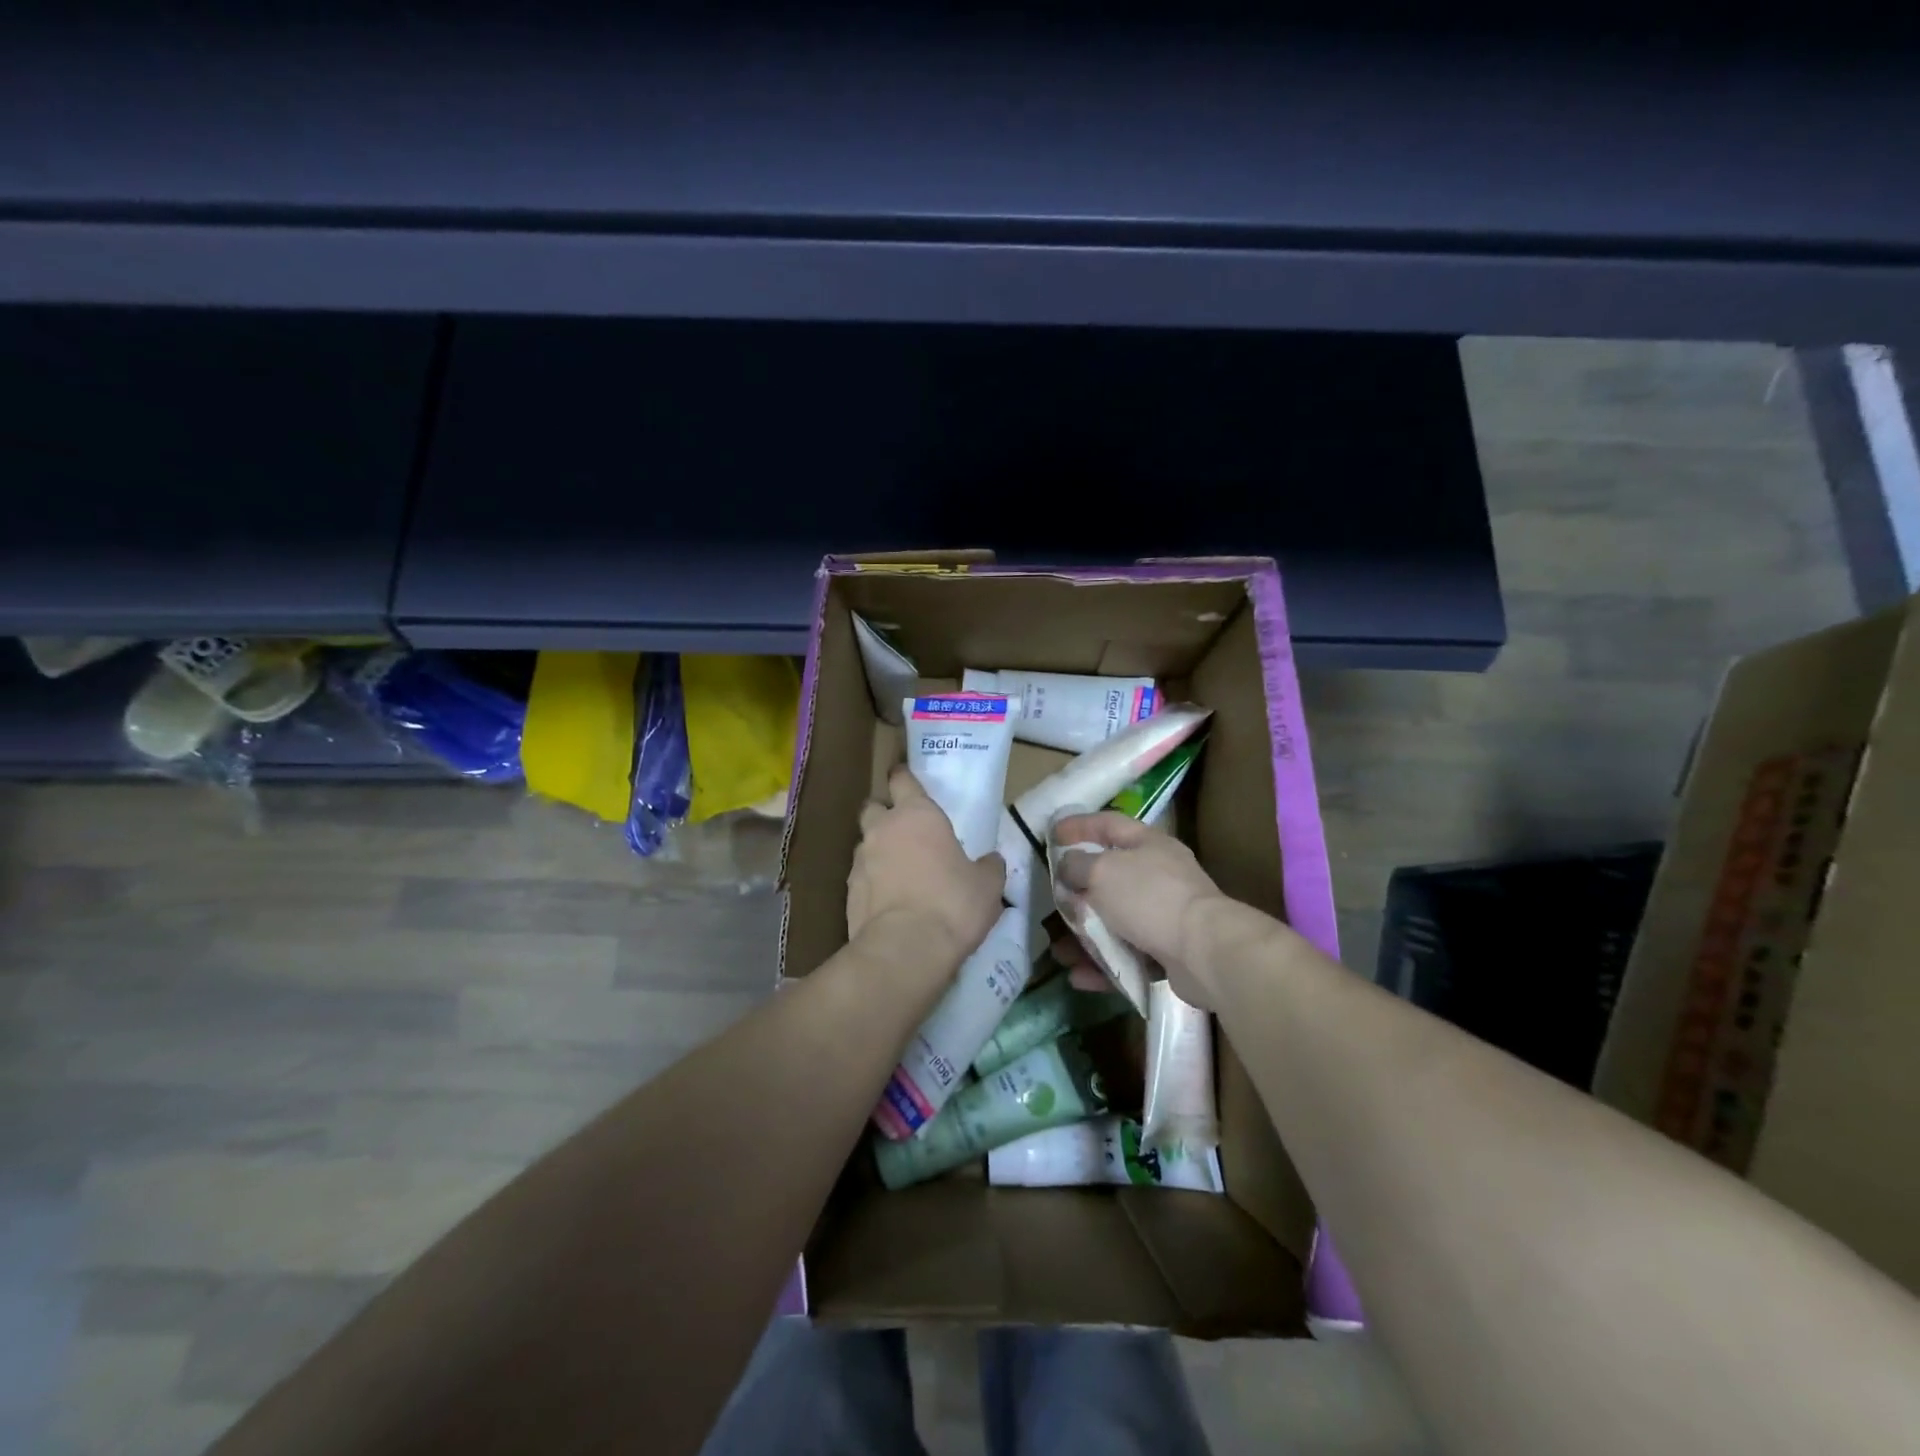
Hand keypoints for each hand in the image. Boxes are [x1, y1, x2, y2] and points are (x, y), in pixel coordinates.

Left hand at [848, 764, 1005, 973]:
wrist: (905, 949)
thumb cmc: (952, 904)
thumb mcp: (987, 886)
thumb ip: (988, 867)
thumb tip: (991, 862)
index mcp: (917, 814)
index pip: (903, 780)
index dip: (904, 777)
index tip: (905, 778)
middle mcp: (883, 829)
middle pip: (874, 807)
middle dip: (884, 813)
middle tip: (904, 830)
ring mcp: (860, 860)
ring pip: (865, 844)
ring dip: (878, 851)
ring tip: (899, 872)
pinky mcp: (848, 892)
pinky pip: (861, 877)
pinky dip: (872, 883)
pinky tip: (889, 902)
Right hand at [1050, 811, 1229, 1007]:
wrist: (1204, 951)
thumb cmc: (1149, 898)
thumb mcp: (1102, 872)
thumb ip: (1077, 865)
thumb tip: (1067, 865)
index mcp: (1148, 844)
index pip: (1108, 824)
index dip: (1079, 825)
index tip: (1052, 834)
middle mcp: (1159, 875)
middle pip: (1110, 877)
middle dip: (1078, 891)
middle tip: (1054, 900)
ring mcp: (1164, 914)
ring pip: (1115, 921)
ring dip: (1085, 935)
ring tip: (1060, 952)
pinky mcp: (1167, 951)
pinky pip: (1126, 954)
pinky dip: (1102, 964)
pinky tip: (1079, 976)